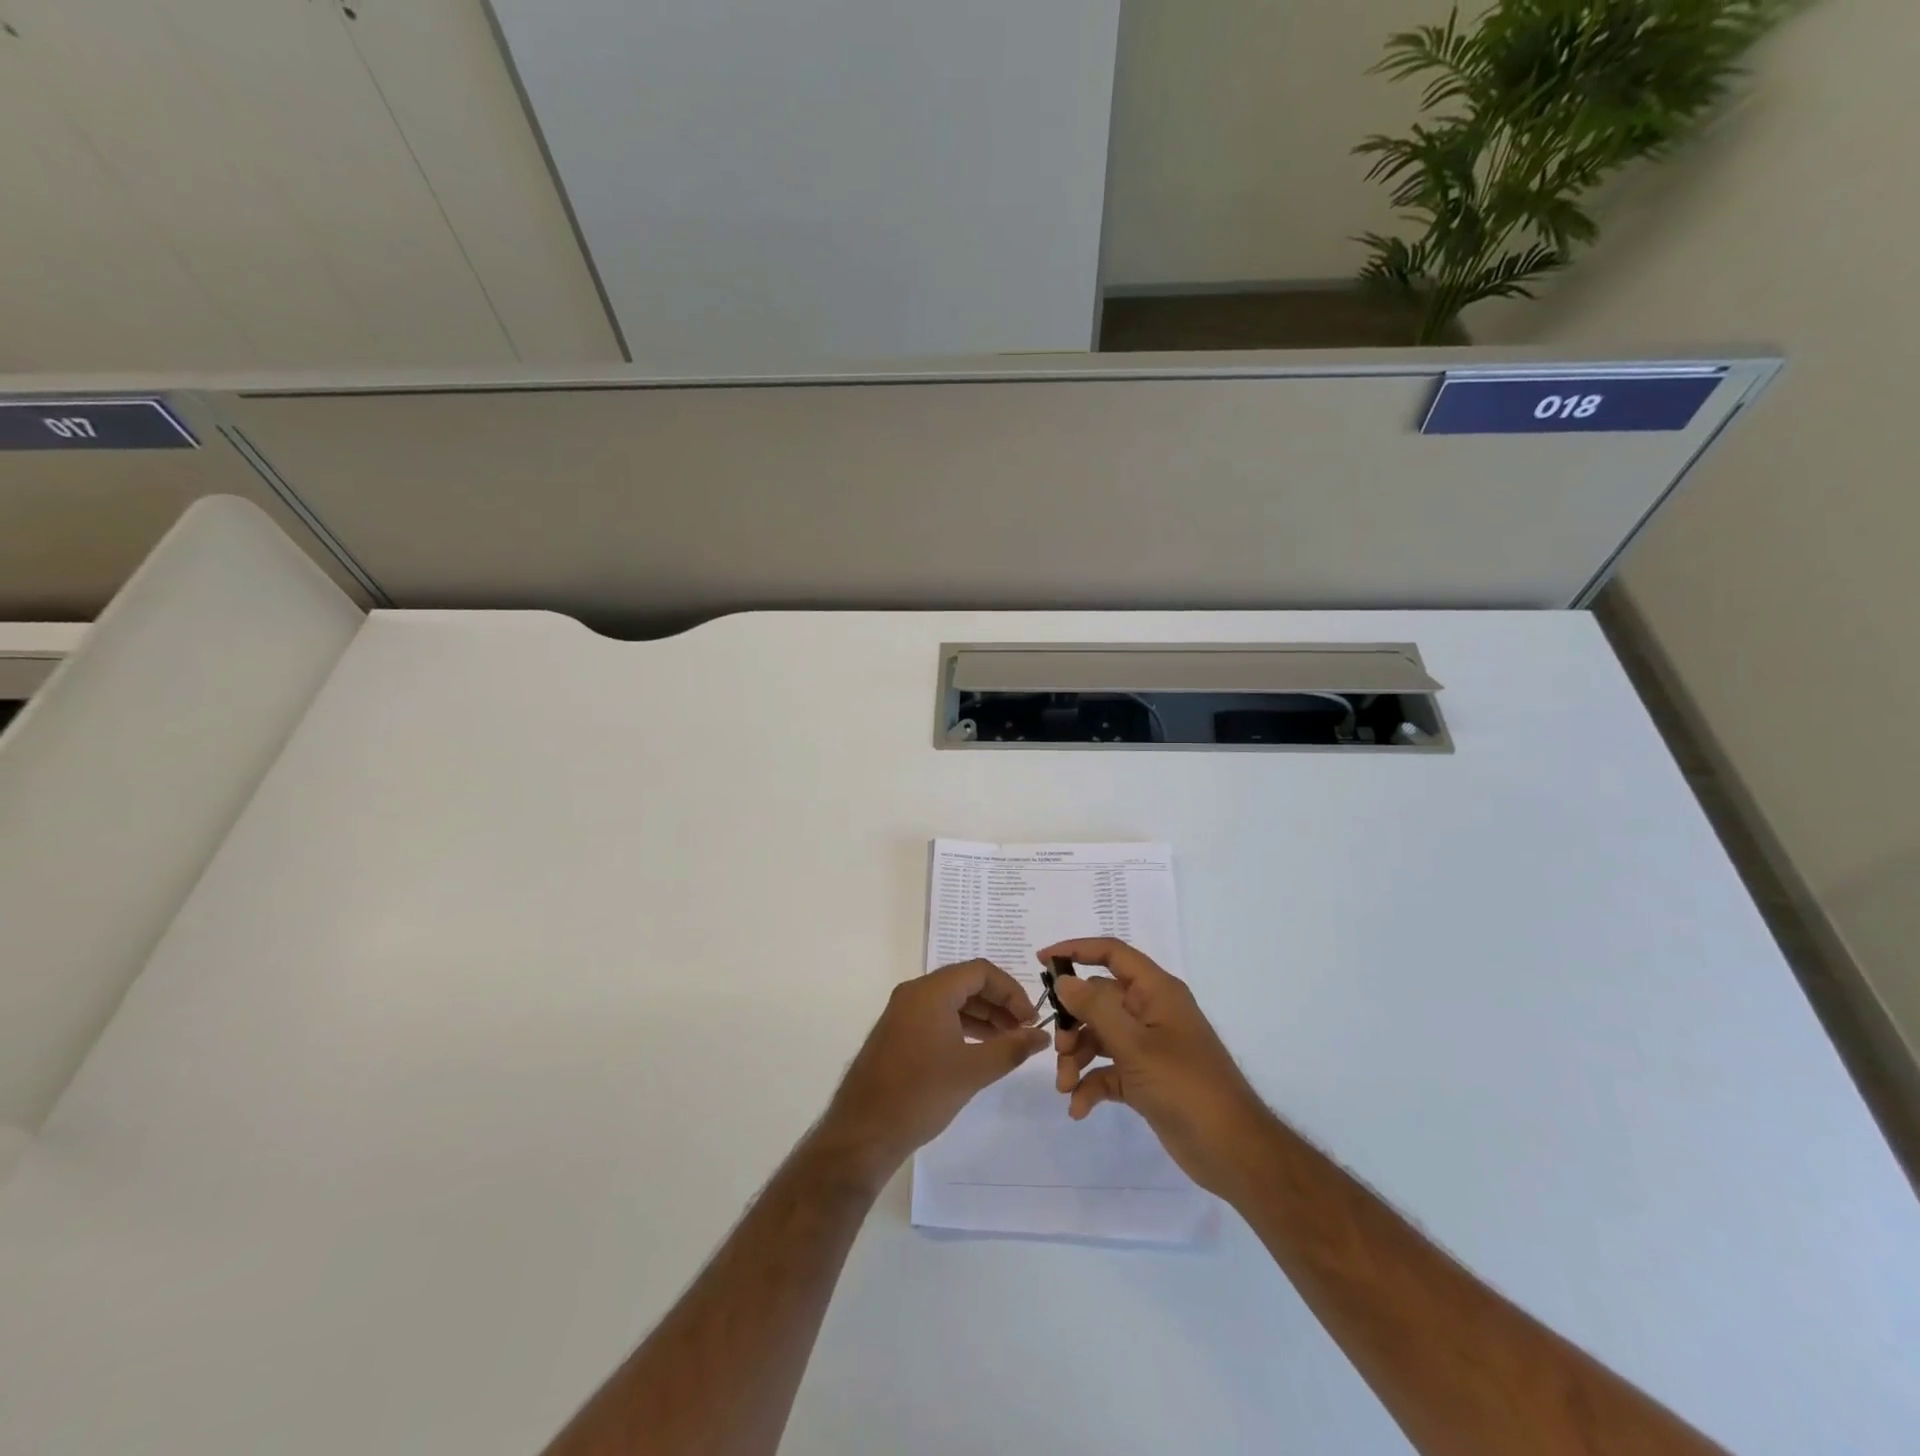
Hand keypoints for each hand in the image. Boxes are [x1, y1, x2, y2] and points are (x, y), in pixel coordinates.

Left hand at [818, 960, 1048, 1182]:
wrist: (863, 1132)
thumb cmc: (920, 1094)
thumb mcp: (973, 1071)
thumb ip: (1011, 1048)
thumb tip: (1042, 1036)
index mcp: (930, 992)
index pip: (981, 972)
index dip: (1011, 991)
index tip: (1032, 1019)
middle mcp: (914, 993)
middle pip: (966, 983)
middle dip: (999, 1003)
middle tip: (1025, 1031)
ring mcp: (903, 1013)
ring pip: (952, 1001)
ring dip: (983, 1016)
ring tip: (1008, 1042)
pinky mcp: (898, 1034)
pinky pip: (937, 1017)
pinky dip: (962, 1027)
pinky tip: (980, 1050)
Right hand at [1041, 938, 1276, 1199]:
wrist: (1233, 1152)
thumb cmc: (1186, 1086)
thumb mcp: (1135, 1045)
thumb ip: (1096, 1008)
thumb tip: (1064, 980)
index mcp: (1156, 991)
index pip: (1112, 954)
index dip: (1077, 950)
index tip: (1042, 961)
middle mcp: (1150, 1012)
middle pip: (1098, 1000)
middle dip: (1072, 1023)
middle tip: (1058, 1048)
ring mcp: (1148, 1046)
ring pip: (1099, 1037)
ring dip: (1077, 1058)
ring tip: (1065, 1086)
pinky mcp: (1145, 1079)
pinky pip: (1108, 1070)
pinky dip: (1091, 1084)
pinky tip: (1079, 1108)